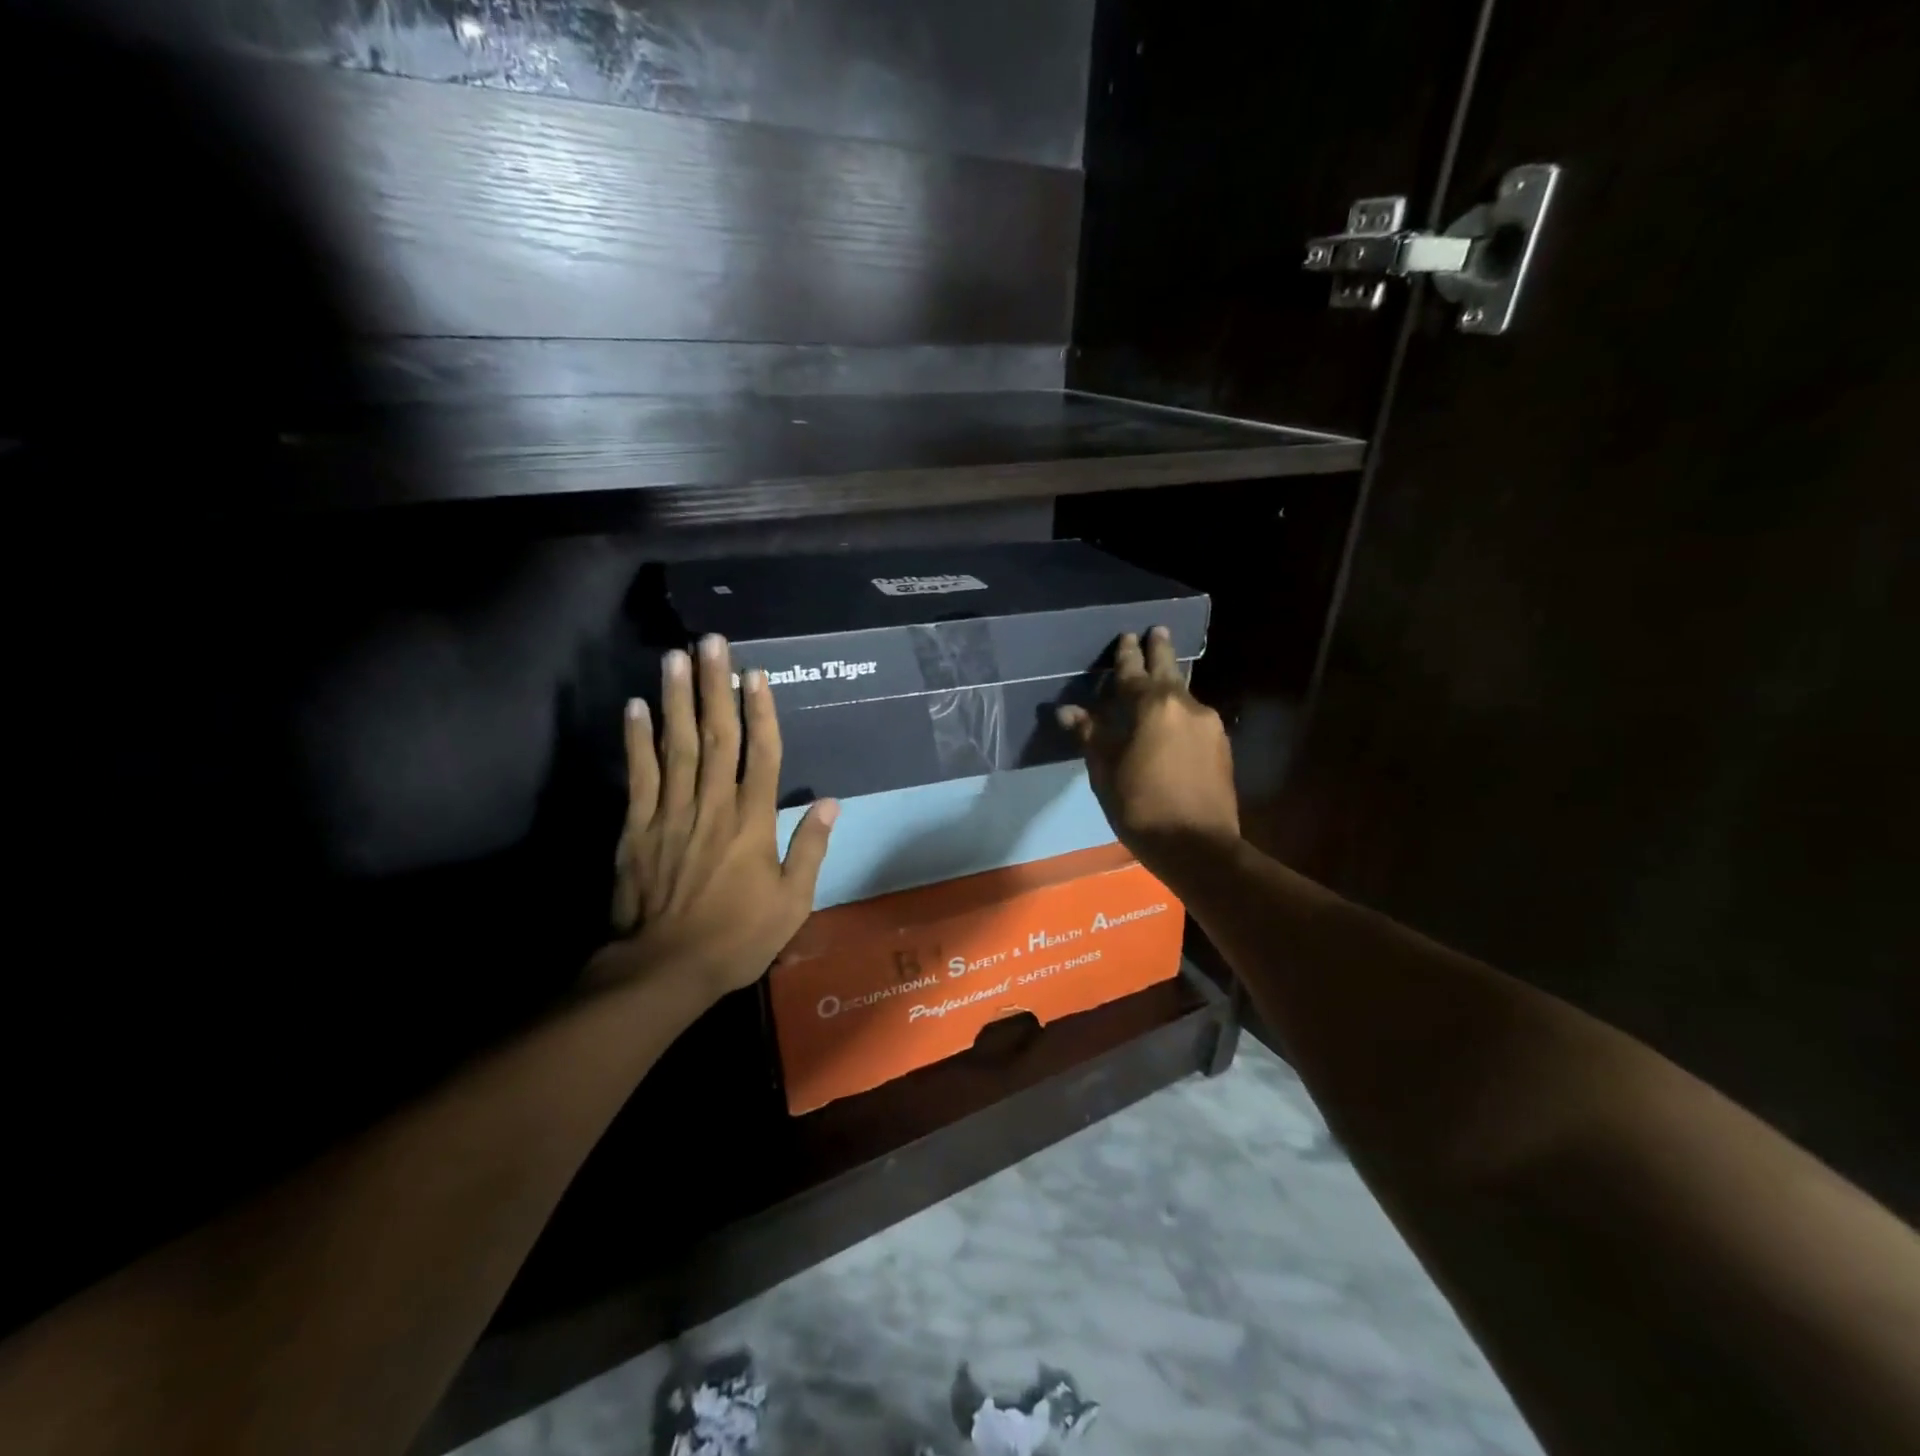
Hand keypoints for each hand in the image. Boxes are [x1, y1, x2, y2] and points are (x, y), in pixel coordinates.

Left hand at [592, 634, 837, 1002]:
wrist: (665, 968)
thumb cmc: (738, 936)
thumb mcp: (792, 902)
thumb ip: (811, 848)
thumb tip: (832, 802)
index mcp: (752, 823)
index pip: (761, 755)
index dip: (761, 712)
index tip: (756, 673)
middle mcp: (713, 806)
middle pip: (716, 736)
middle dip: (715, 686)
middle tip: (711, 642)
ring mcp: (671, 813)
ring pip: (677, 746)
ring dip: (677, 699)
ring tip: (675, 656)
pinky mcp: (638, 827)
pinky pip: (639, 775)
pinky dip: (636, 740)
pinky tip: (635, 707)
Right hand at [1058, 628, 1239, 882]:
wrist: (1198, 847)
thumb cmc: (1142, 807)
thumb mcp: (1106, 772)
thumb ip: (1091, 735)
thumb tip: (1068, 711)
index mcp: (1152, 707)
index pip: (1133, 672)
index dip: (1126, 655)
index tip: (1124, 636)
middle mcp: (1186, 705)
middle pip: (1169, 670)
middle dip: (1160, 649)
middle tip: (1157, 630)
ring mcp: (1209, 725)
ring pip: (1185, 694)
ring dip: (1171, 682)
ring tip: (1163, 675)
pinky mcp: (1222, 746)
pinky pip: (1195, 717)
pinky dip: (1181, 711)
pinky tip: (1175, 721)